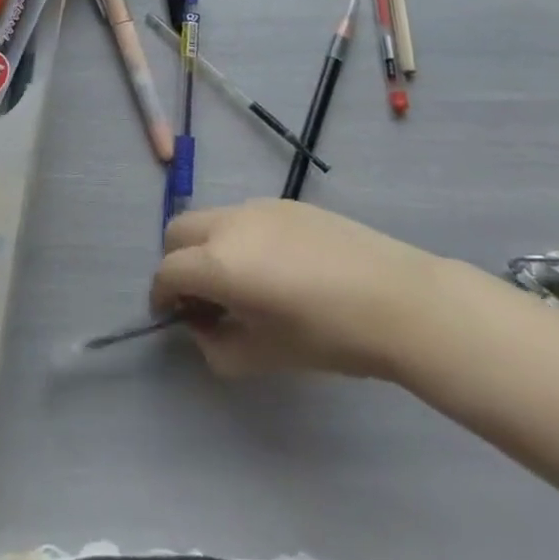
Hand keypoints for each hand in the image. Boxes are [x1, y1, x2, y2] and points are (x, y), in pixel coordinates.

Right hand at [149, 199, 443, 379]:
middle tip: (200, 298)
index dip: (161, 297)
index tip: (172, 318)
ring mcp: (257, 206)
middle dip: (177, 263)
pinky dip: (237, 238)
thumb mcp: (264, 357)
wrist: (398, 299)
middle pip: (177, 231)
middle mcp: (229, 223)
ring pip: (210, 219)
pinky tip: (274, 269)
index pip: (167, 272)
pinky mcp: (285, 203)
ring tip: (240, 284)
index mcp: (219, 262)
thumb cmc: (329, 336)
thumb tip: (202, 328)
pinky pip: (242, 216)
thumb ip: (217, 347)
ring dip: (206, 247)